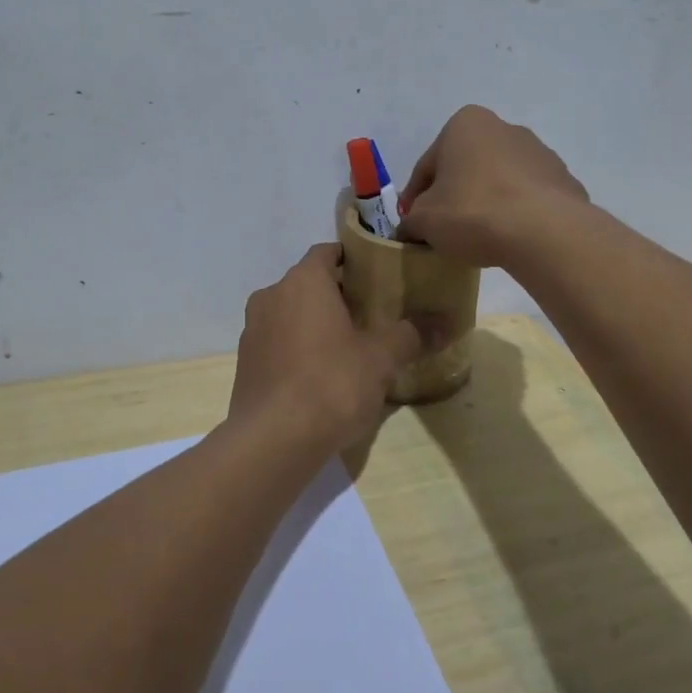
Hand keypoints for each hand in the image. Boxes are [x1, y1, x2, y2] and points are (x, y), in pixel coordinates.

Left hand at [229, 244, 425, 453]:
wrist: (273, 439)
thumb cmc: (332, 383)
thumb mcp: (381, 359)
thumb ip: (410, 334)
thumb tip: (446, 323)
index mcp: (303, 281)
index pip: (327, 252)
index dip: (352, 260)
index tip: (377, 276)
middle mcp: (271, 296)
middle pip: (309, 283)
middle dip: (337, 295)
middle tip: (371, 314)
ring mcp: (253, 330)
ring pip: (290, 314)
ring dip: (315, 323)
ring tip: (348, 347)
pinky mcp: (245, 363)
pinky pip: (277, 343)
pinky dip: (297, 348)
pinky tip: (320, 376)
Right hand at [396, 105, 587, 266]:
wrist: (544, 232)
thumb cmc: (473, 212)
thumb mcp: (424, 221)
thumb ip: (410, 221)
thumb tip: (410, 229)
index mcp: (465, 124)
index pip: (427, 166)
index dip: (414, 198)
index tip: (413, 223)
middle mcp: (504, 128)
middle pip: (465, 168)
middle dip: (453, 195)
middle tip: (443, 230)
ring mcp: (539, 153)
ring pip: (498, 181)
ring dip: (485, 202)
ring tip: (478, 237)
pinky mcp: (563, 180)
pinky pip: (527, 198)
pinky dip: (515, 213)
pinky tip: (509, 238)